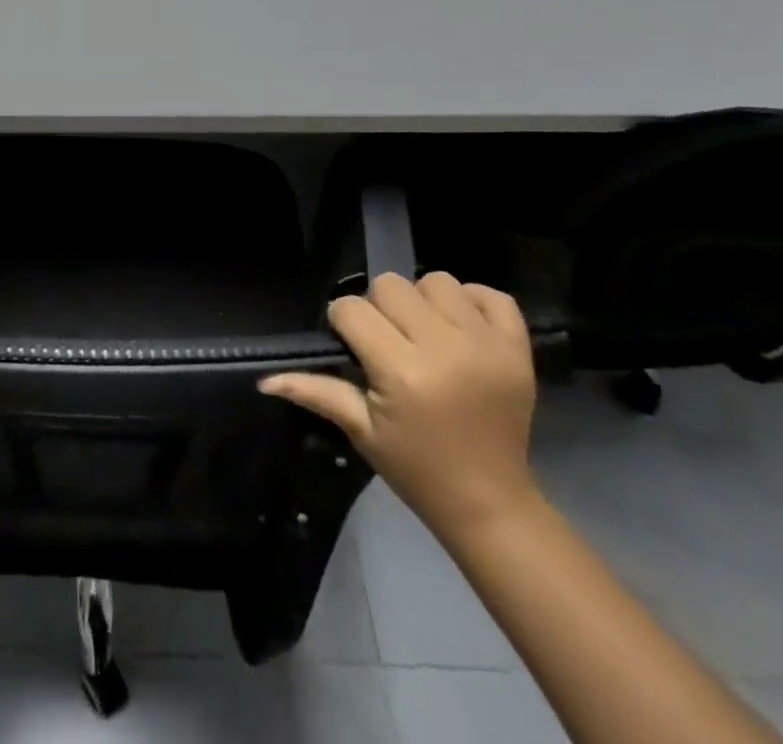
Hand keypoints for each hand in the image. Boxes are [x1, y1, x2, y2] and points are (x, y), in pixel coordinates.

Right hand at [260, 272, 538, 540]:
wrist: (491, 503)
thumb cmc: (416, 468)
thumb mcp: (360, 430)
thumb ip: (315, 392)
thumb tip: (264, 379)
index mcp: (402, 372)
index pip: (351, 309)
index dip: (344, 324)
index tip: (353, 349)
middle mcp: (445, 348)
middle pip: (390, 285)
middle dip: (380, 309)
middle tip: (389, 342)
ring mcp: (487, 345)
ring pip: (436, 280)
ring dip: (423, 301)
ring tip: (426, 334)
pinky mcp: (518, 347)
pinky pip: (491, 294)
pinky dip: (472, 302)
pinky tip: (461, 329)